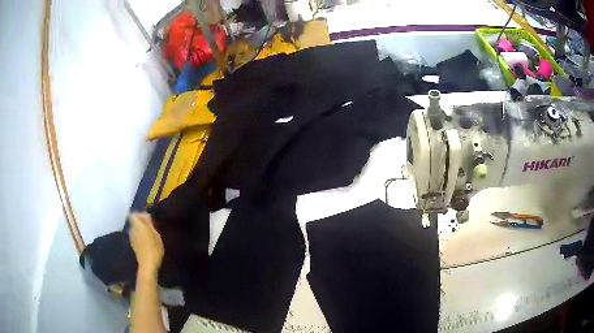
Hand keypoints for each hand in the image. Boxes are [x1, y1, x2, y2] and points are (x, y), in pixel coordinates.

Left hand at [129, 212, 163, 276]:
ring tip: (150, 234)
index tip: (148, 218)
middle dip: (141, 222)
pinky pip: (136, 235)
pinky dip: (140, 236)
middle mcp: (132, 229)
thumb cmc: (154, 248)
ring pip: (135, 229)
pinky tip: (147, 242)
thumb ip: (149, 223)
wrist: (148, 264)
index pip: (134, 214)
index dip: (140, 214)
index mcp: (137, 225)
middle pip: (134, 221)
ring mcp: (132, 238)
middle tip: (151, 226)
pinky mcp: (133, 245)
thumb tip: (145, 215)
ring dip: (141, 229)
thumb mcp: (155, 234)